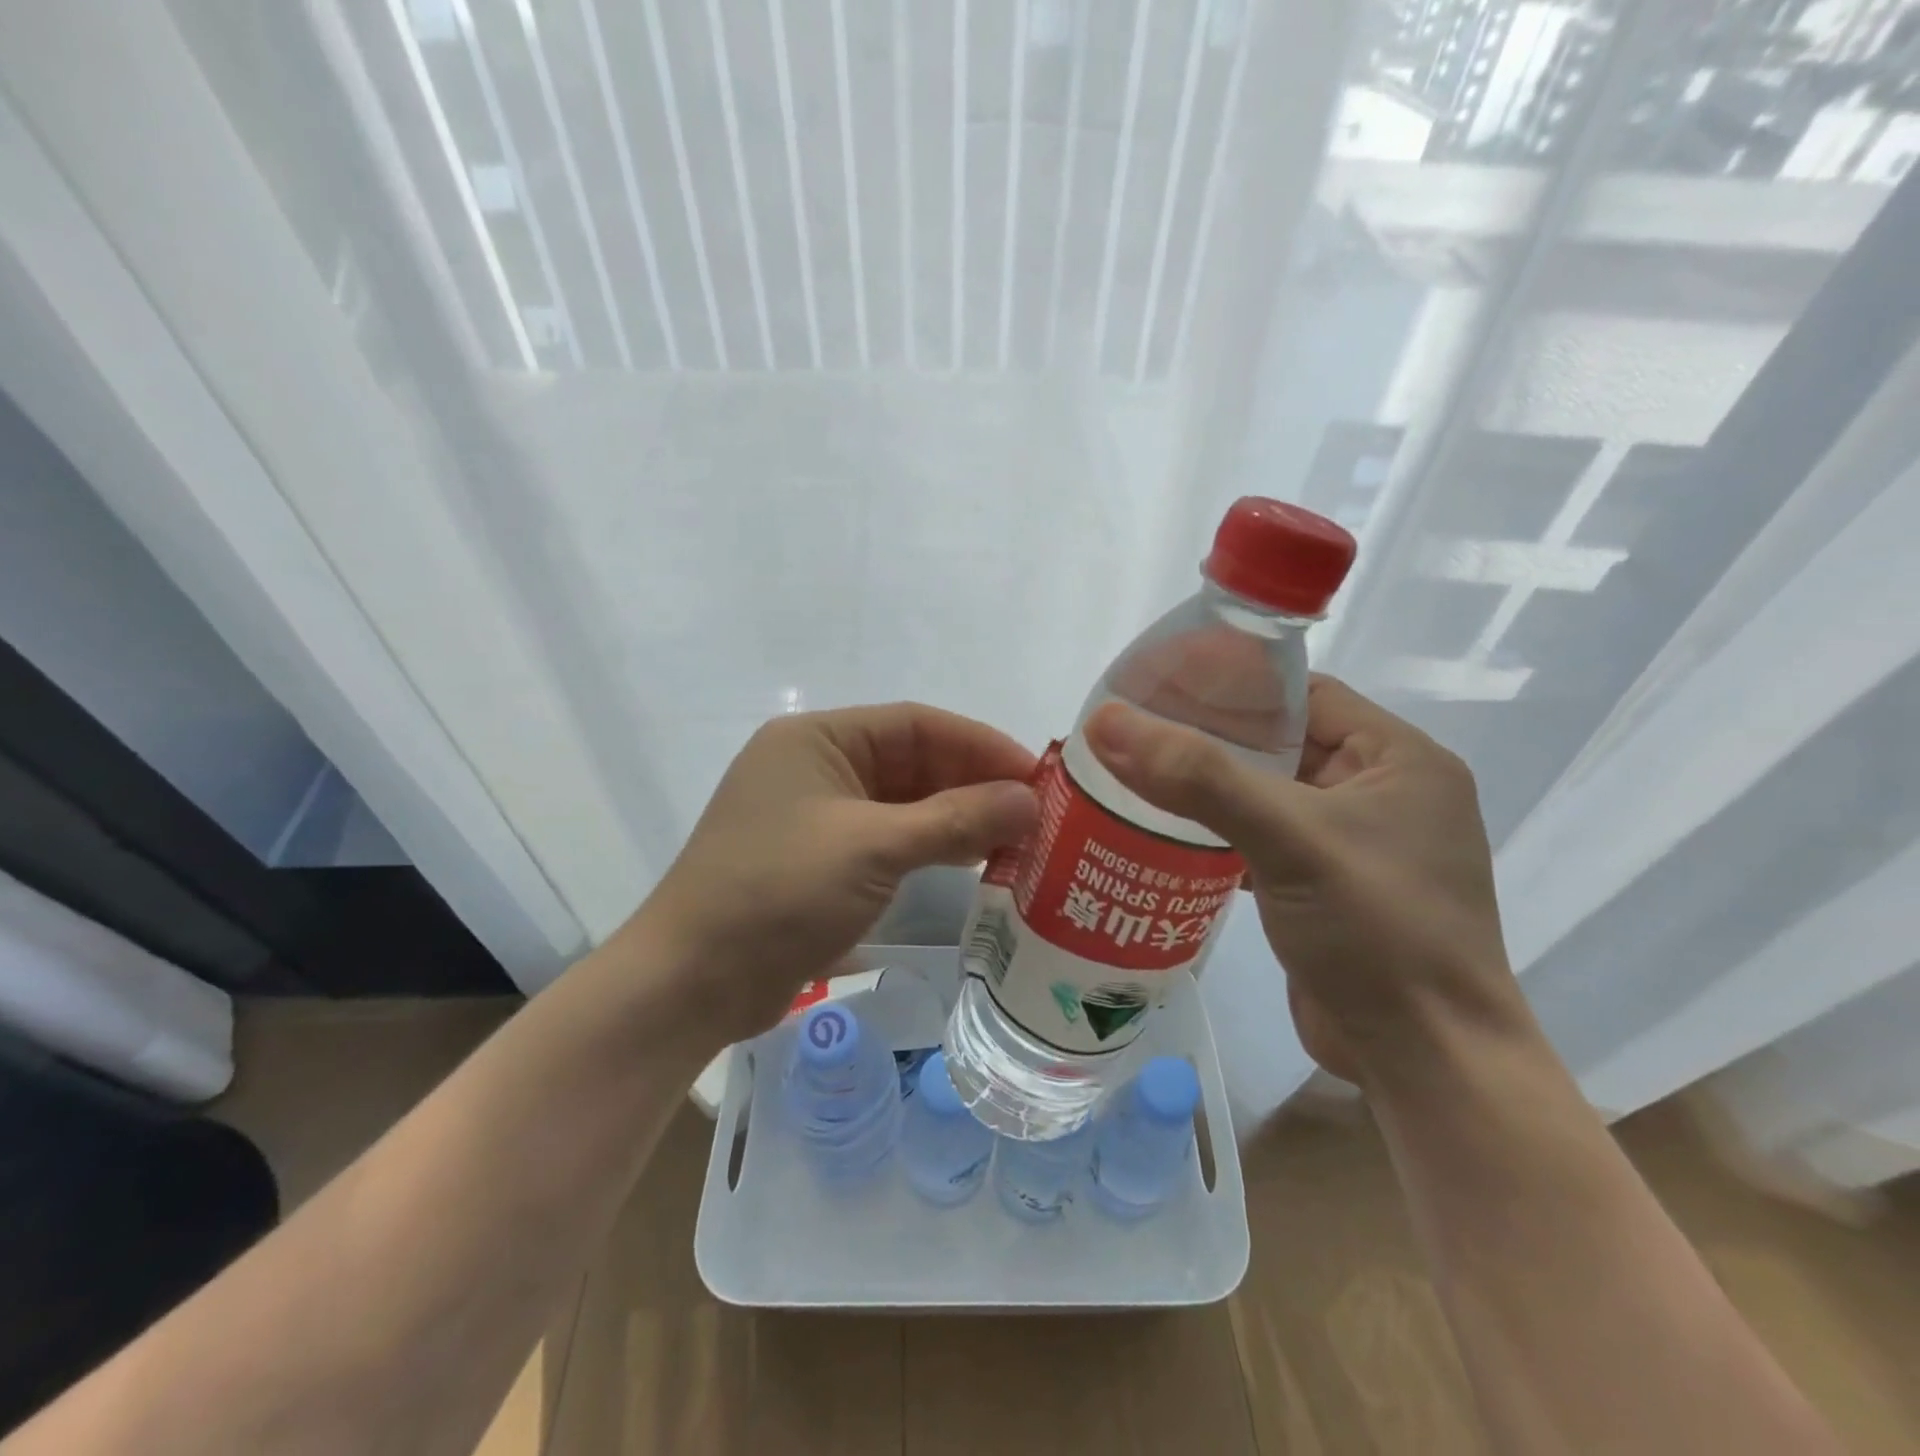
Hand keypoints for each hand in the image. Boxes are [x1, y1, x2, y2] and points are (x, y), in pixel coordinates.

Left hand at [631, 704, 1037, 1042]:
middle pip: (912, 761)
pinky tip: (973, 861)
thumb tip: (1029, 800)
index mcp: (818, 738)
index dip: (980, 745)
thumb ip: (955, 820)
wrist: (691, 982)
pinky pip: (888, 839)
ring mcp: (817, 815)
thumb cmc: (778, 893)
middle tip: (1037, 812)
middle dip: (973, 783)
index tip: (1036, 774)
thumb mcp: (873, 848)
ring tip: (1018, 838)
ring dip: (957, 817)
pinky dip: (930, 846)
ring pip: (904, 803)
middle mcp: (817, 765)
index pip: (916, 723)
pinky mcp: (821, 859)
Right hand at [1082, 675, 1519, 1084]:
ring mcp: (1353, 844)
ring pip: (1265, 794)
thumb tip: (1105, 721)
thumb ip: (1198, 776)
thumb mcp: (1288, 838)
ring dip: (1207, 790)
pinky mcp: (1326, 887)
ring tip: (1134, 776)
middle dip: (1208, 739)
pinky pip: (1262, 840)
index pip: (1302, 693)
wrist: (1426, 1063)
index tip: (1161, 686)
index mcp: (1398, 757)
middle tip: (1134, 733)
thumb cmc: (1377, 931)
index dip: (1232, 683)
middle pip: (1278, 742)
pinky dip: (1218, 835)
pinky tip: (1164, 834)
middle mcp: (1381, 792)